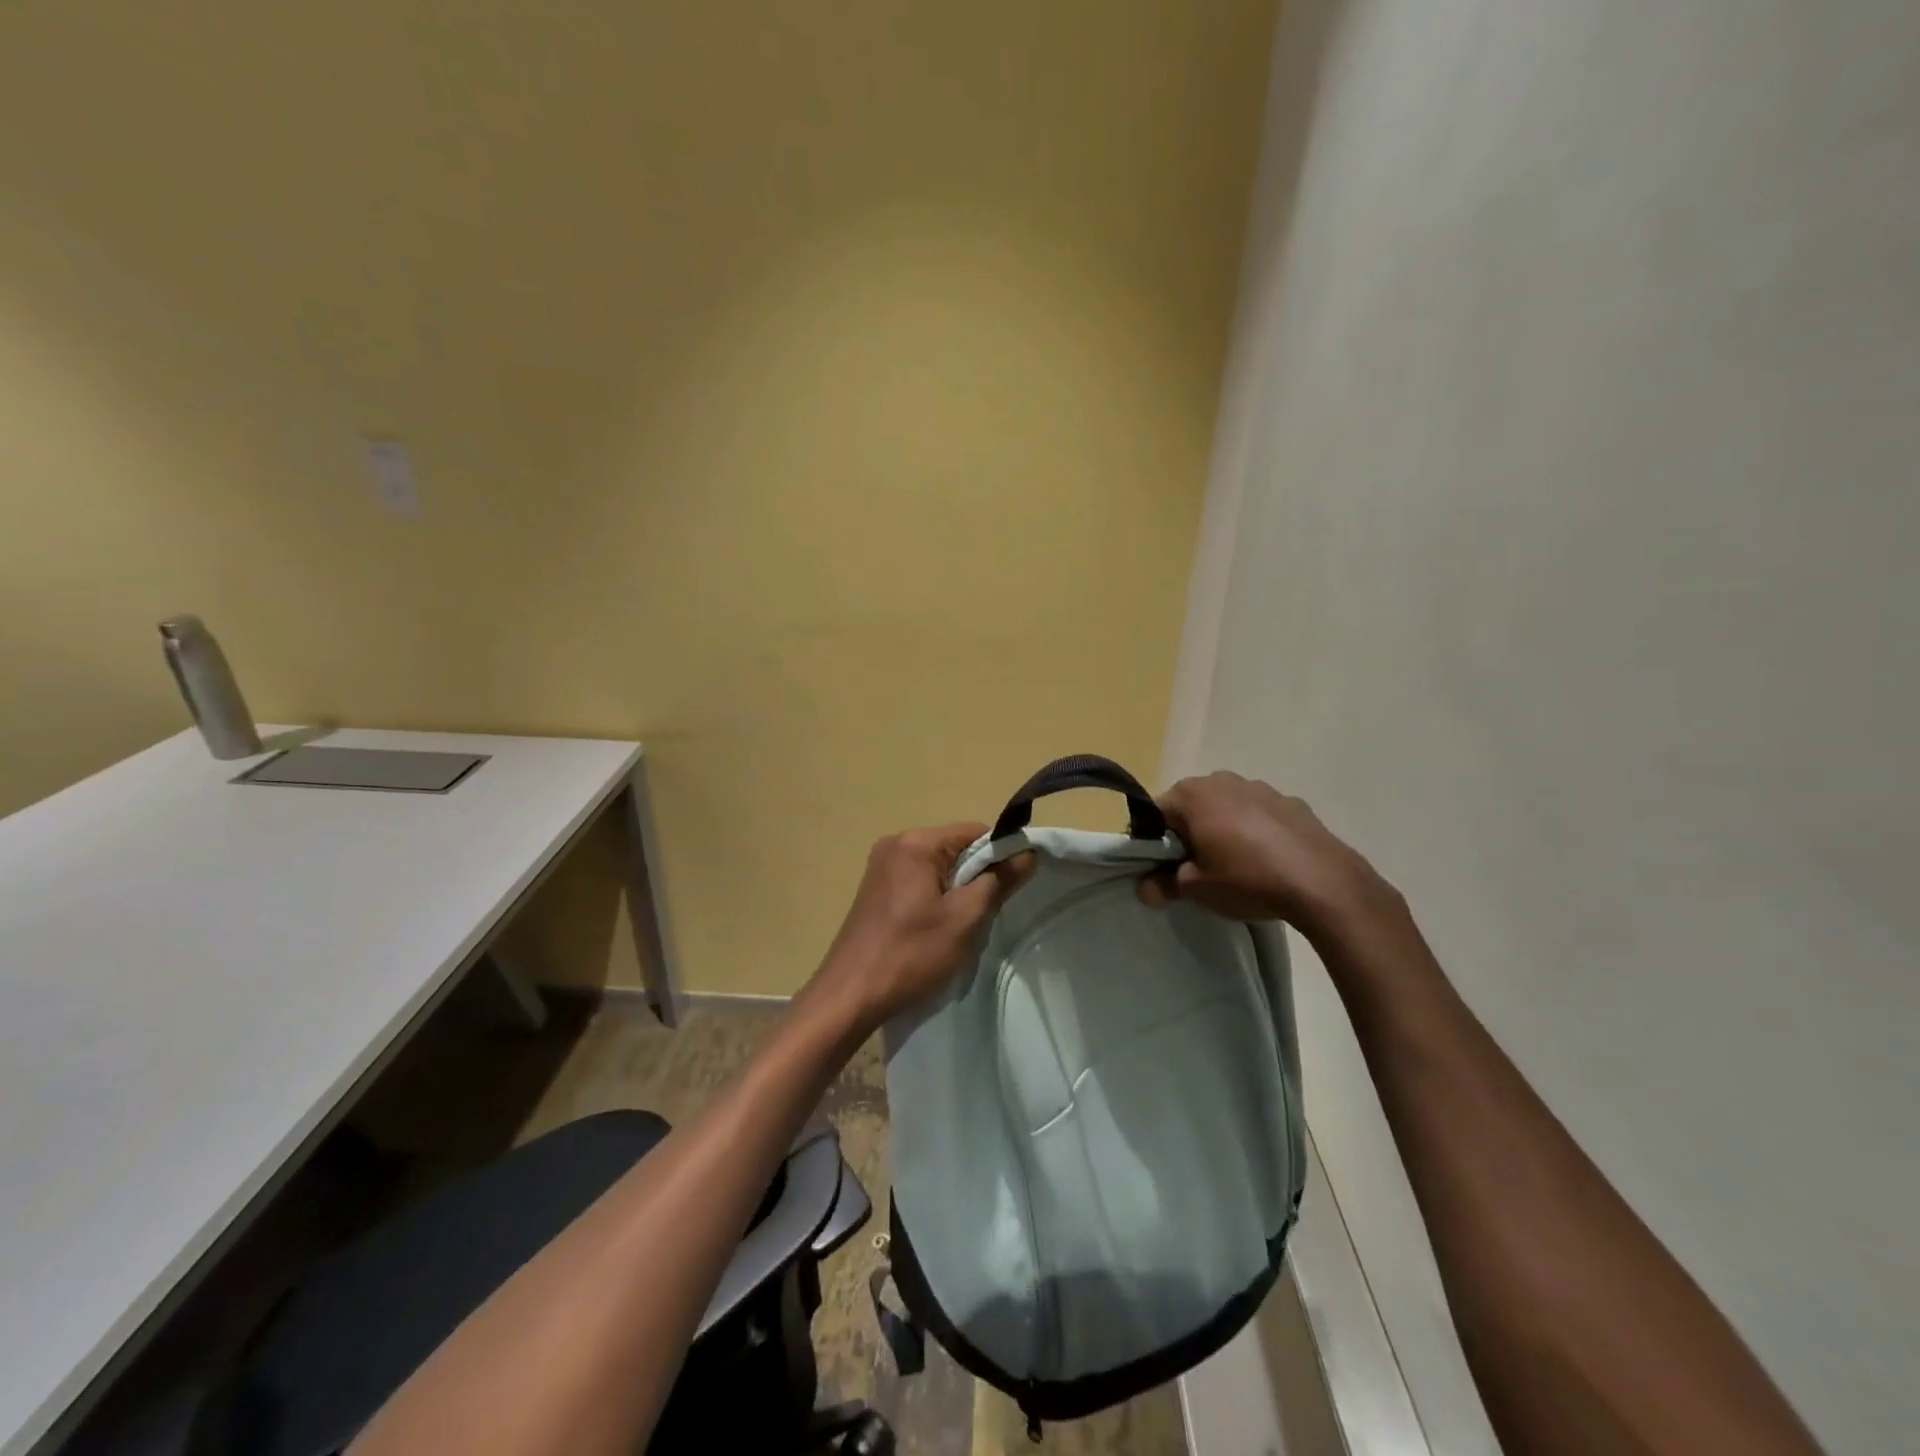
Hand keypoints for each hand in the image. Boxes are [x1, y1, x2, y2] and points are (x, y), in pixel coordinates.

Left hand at [809, 823, 1032, 1028]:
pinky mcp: (875, 889)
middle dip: (977, 876)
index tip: (1014, 887)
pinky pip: (918, 881)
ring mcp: (881, 866)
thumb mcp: (965, 918)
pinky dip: (935, 898)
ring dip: (957, 891)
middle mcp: (895, 844)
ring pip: (938, 868)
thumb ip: (999, 881)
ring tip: (960, 927)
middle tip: (986, 914)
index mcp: (916, 842)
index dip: (1001, 855)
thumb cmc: (911, 953)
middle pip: (955, 848)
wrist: (850, 995)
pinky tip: (935, 930)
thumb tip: (1027, 853)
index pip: (974, 832)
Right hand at [1140, 772, 1394, 944]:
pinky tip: (1268, 860)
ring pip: (1227, 807)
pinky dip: (1256, 831)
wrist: (1322, 883)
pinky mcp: (1291, 801)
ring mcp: (1260, 787)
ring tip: (1236, 865)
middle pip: (1192, 806)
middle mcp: (1222, 780)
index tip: (1164, 867)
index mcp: (1191, 794)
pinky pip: (1259, 814)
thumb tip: (1146, 888)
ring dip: (1223, 828)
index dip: (1155, 842)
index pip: (1156, 813)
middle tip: (1198, 867)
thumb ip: (1164, 884)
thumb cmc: (1246, 878)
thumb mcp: (1196, 889)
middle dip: (1190, 832)